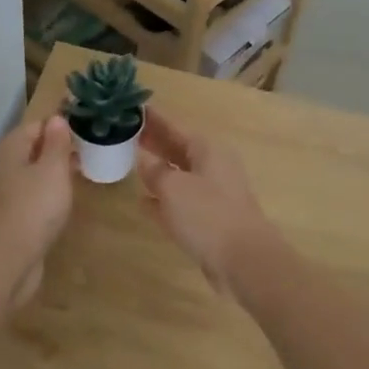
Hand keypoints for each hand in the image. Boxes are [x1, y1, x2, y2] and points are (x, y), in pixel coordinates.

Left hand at [0, 116, 75, 307]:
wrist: (7, 260)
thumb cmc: (33, 207)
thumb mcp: (52, 169)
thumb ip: (56, 143)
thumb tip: (56, 118)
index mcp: (12, 148)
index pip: (38, 125)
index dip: (62, 125)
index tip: (88, 129)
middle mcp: (5, 166)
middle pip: (35, 149)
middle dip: (60, 149)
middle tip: (92, 151)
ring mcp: (8, 194)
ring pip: (35, 174)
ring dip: (56, 173)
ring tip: (84, 173)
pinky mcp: (14, 217)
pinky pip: (35, 197)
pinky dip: (50, 195)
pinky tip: (67, 202)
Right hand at [135, 109, 274, 290]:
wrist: (244, 261)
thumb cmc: (207, 215)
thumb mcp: (173, 187)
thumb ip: (154, 171)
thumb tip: (143, 158)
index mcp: (207, 150)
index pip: (174, 127)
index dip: (153, 119)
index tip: (132, 107)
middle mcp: (212, 167)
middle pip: (177, 149)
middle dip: (153, 142)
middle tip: (125, 133)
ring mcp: (212, 194)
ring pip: (178, 175)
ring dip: (157, 170)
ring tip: (129, 163)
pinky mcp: (209, 220)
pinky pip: (180, 201)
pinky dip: (163, 198)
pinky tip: (142, 201)